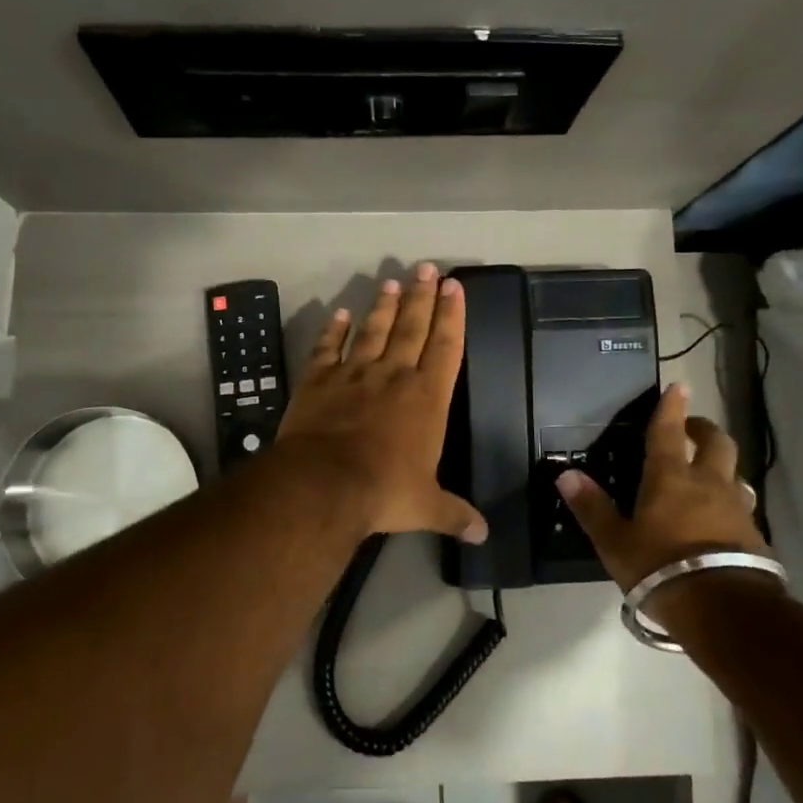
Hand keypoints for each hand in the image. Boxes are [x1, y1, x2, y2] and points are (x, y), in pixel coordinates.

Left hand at [276, 263, 488, 543]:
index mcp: (426, 399)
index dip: (452, 316)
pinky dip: (332, 331)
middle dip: (422, 297)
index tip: (454, 287)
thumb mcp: (426, 507)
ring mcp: (353, 375)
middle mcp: (393, 377)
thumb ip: (454, 515)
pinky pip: (328, 349)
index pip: (445, 347)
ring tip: (392, 281)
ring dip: (383, 306)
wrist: (324, 484)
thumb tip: (484, 534)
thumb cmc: (384, 491)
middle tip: (427, 267)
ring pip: (373, 331)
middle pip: (411, 327)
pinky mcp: (318, 381)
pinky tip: (337, 313)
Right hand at [555, 382, 767, 589]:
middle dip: (703, 429)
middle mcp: (708, 483)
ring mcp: (736, 508)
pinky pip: (742, 506)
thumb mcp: (615, 542)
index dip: (671, 407)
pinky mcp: (754, 535)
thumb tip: (566, 474)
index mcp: (670, 478)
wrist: (724, 608)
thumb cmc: (660, 567)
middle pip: (716, 443)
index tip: (677, 385)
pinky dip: (730, 502)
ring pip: (734, 474)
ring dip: (721, 466)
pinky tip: (720, 517)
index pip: (668, 431)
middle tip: (691, 429)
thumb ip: (592, 508)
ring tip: (708, 473)